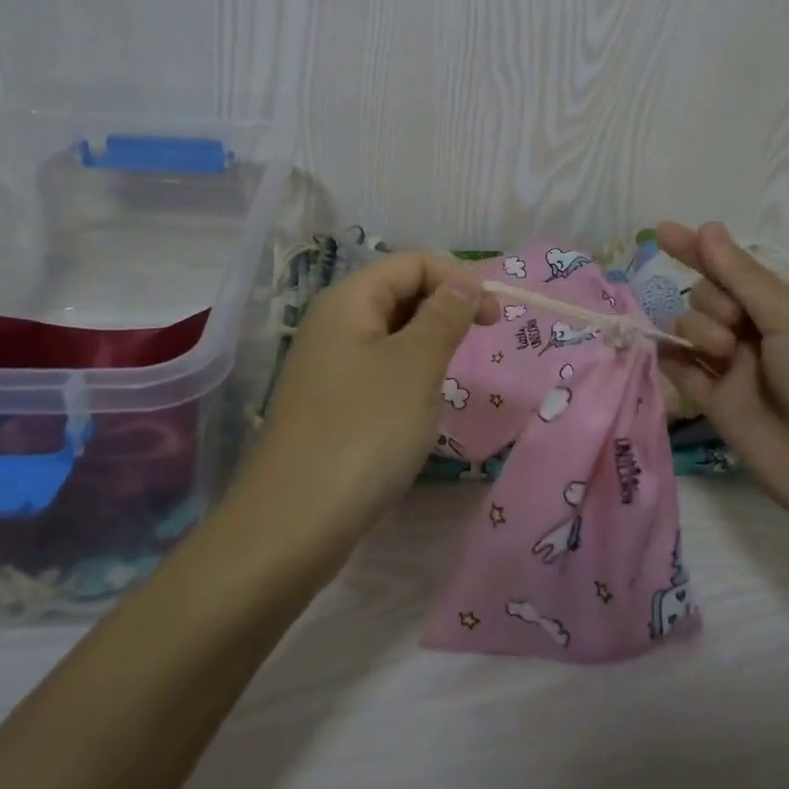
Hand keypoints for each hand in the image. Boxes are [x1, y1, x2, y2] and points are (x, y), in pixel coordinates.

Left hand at [228, 251, 497, 571]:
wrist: (293, 524)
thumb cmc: (364, 431)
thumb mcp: (416, 366)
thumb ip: (445, 315)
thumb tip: (466, 279)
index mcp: (349, 301)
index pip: (412, 263)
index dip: (458, 279)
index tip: (494, 317)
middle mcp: (332, 324)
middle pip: (399, 293)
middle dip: (444, 310)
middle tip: (478, 345)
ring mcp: (327, 366)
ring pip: (391, 335)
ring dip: (428, 347)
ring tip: (447, 380)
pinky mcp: (330, 404)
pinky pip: (378, 370)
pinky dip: (407, 377)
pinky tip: (418, 410)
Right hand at [656, 221, 788, 539]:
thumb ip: (741, 276)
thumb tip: (706, 226)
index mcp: (787, 307)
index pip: (734, 268)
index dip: (700, 249)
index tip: (664, 231)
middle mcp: (758, 332)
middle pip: (708, 294)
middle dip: (713, 298)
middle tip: (735, 323)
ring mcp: (734, 367)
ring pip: (690, 326)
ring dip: (698, 327)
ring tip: (724, 351)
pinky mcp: (714, 401)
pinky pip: (679, 367)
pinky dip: (670, 355)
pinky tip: (668, 351)